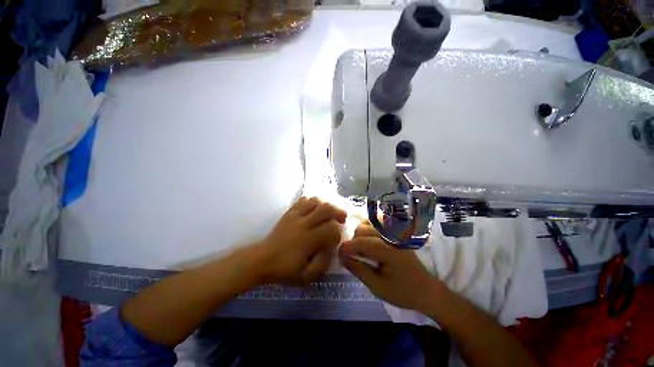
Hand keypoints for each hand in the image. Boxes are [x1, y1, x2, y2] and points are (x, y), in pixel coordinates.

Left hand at [255, 197, 346, 285]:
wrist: (261, 260)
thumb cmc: (284, 270)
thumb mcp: (306, 276)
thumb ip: (323, 263)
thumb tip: (332, 248)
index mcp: (308, 239)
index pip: (331, 228)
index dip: (338, 232)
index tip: (336, 238)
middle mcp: (303, 223)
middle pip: (325, 208)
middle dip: (337, 211)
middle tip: (342, 218)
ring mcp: (295, 215)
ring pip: (315, 200)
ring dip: (325, 205)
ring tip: (328, 213)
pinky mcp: (289, 212)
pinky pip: (303, 200)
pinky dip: (312, 202)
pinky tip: (314, 209)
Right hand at [339, 221, 441, 311]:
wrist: (426, 289)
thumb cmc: (402, 291)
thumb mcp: (376, 286)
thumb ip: (358, 269)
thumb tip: (341, 256)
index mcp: (387, 250)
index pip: (360, 242)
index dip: (346, 248)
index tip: (339, 255)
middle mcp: (390, 235)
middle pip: (362, 229)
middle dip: (353, 241)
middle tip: (353, 255)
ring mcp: (394, 231)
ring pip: (368, 222)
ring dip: (360, 233)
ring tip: (361, 247)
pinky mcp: (396, 230)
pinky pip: (376, 221)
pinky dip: (368, 227)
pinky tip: (369, 238)